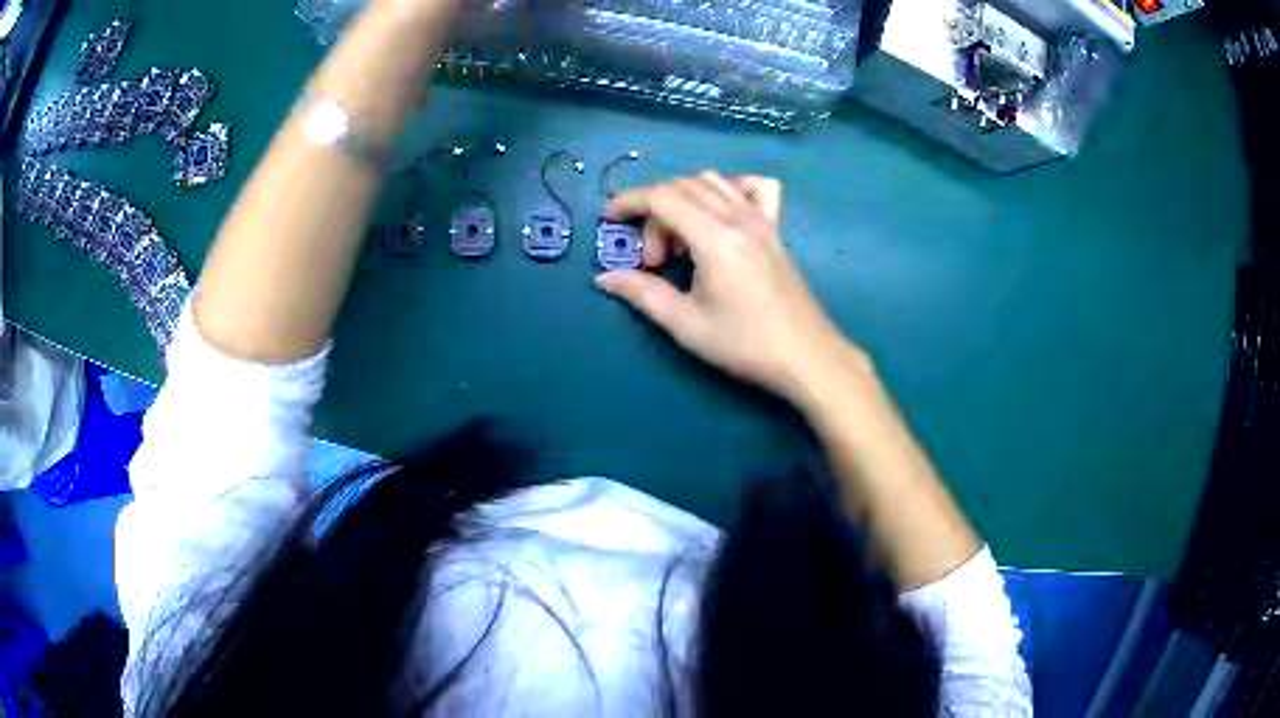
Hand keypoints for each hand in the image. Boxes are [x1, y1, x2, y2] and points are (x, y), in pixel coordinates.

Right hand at [596, 172, 869, 404]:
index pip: (663, 197)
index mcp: (715, 238)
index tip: (608, 219)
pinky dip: (731, 189)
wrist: (806, 357)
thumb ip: (643, 293)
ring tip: (680, 245)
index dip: (629, 202)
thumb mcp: (686, 324)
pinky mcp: (776, 230)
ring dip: (685, 202)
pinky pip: (755, 188)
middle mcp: (739, 218)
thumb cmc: (745, 345)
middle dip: (654, 214)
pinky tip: (721, 213)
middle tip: (653, 261)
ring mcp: (762, 221)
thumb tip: (605, 278)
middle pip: (684, 188)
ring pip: (714, 182)